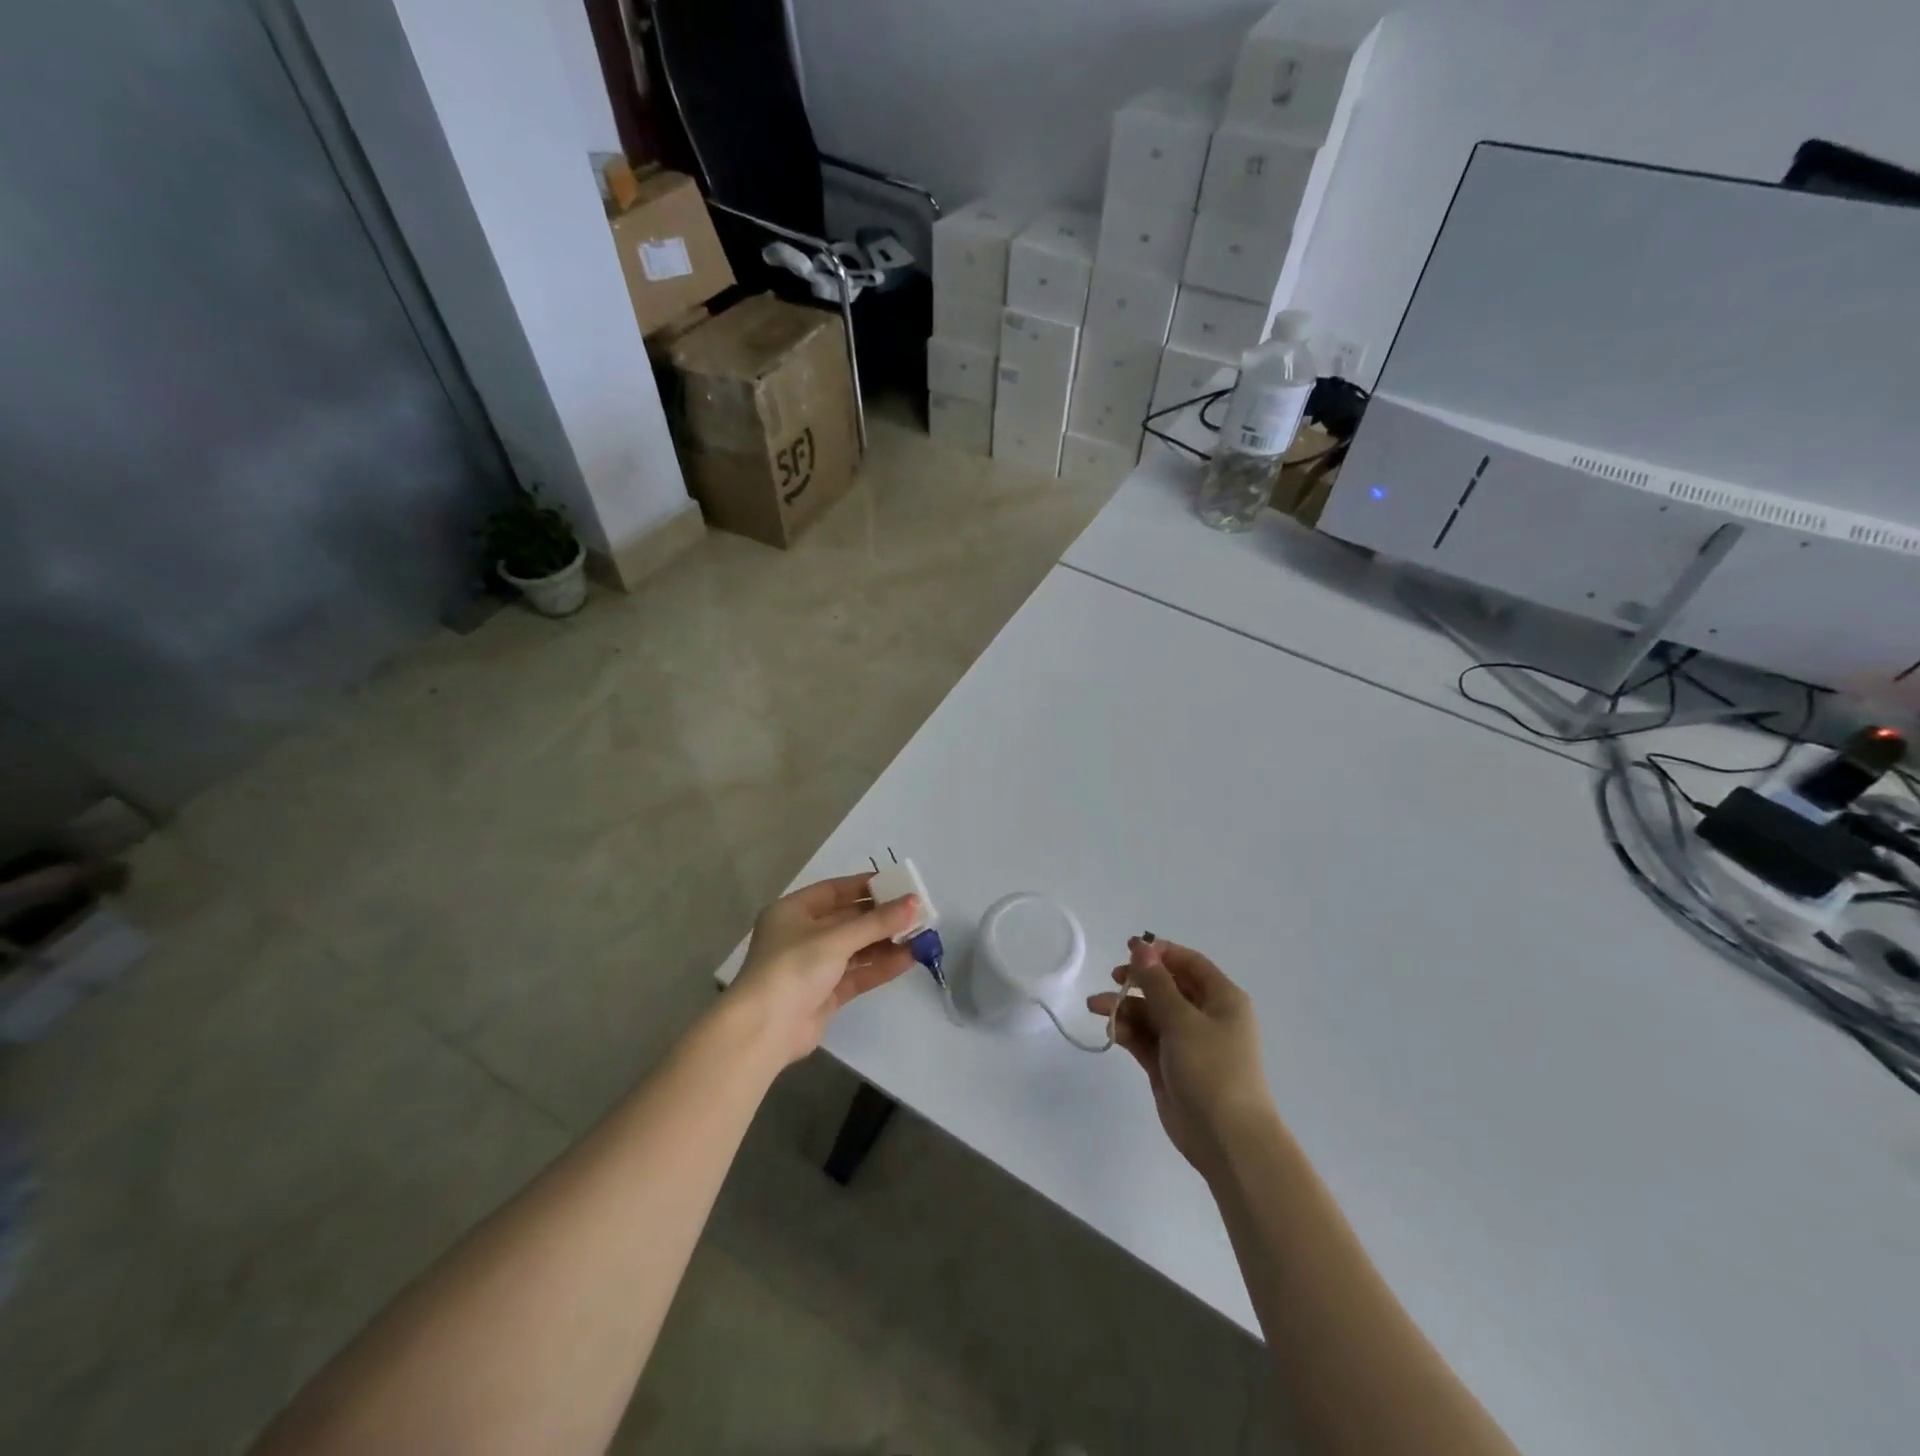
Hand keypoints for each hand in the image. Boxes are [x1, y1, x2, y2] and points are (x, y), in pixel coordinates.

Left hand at [732, 874, 919, 1064]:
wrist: (764, 1030)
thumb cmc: (793, 968)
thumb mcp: (836, 939)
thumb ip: (877, 922)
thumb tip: (915, 902)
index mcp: (793, 911)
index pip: (835, 891)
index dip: (866, 886)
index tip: (899, 884)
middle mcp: (803, 935)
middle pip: (848, 920)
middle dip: (882, 917)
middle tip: (918, 912)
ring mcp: (814, 966)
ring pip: (856, 948)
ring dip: (886, 942)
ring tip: (921, 936)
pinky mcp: (825, 993)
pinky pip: (858, 973)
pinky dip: (881, 966)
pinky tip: (909, 959)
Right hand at [1088, 937, 1274, 1179]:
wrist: (1227, 1140)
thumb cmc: (1213, 1069)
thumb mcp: (1182, 1020)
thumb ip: (1156, 982)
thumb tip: (1141, 946)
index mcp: (1222, 999)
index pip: (1189, 963)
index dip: (1160, 953)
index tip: (1129, 949)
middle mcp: (1206, 1016)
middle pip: (1167, 986)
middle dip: (1138, 981)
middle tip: (1114, 977)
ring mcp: (1187, 1042)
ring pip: (1151, 1013)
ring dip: (1125, 1007)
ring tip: (1096, 1007)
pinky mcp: (1169, 1065)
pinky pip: (1145, 1038)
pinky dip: (1128, 1031)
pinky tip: (1111, 1029)